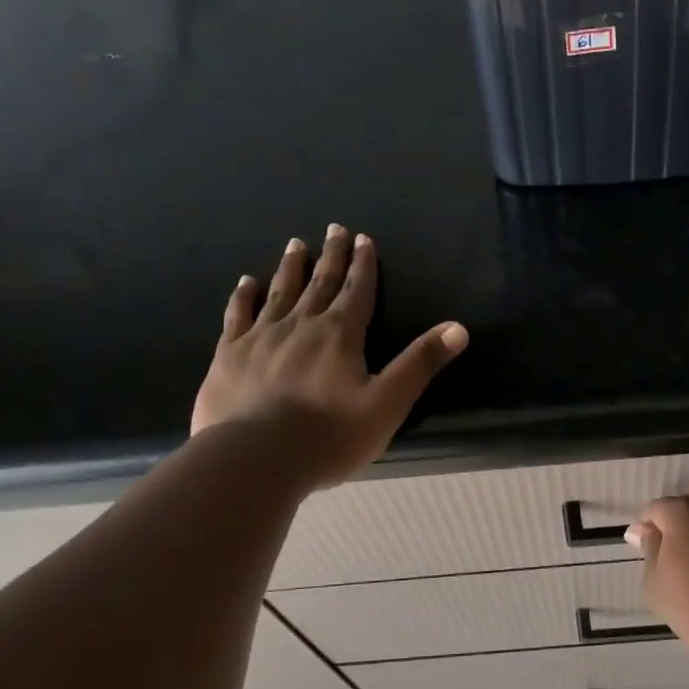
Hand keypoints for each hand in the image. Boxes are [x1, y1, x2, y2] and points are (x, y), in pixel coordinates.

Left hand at [191, 226, 468, 487]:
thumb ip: (420, 363)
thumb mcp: (388, 403)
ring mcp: (261, 337)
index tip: (363, 238)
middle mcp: (301, 325)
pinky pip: (238, 315)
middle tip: (333, 229)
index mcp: (340, 335)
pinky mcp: (230, 354)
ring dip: (291, 267)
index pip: (357, 291)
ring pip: (280, 292)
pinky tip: (246, 283)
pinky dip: (244, 296)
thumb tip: (459, 328)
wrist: (256, 459)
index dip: (364, 265)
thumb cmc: (329, 436)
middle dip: (331, 256)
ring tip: (295, 244)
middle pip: (320, 283)